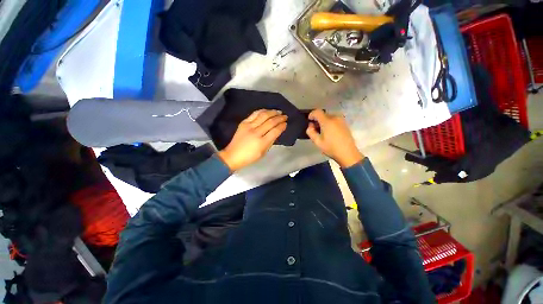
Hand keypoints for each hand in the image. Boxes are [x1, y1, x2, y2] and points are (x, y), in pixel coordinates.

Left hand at [217, 109, 286, 171]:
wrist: (233, 155)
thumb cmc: (250, 157)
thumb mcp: (263, 153)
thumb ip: (271, 142)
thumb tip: (276, 132)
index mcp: (262, 143)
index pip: (275, 131)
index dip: (282, 126)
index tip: (286, 123)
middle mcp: (256, 132)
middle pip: (270, 122)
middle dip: (279, 118)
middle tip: (285, 116)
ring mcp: (249, 126)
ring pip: (263, 115)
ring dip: (272, 112)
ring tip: (278, 111)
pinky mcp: (243, 123)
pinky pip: (254, 114)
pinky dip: (262, 111)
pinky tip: (267, 111)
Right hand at [306, 109, 363, 167]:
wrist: (347, 153)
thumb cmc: (331, 148)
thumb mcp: (317, 142)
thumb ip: (311, 132)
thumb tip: (310, 126)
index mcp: (327, 121)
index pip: (317, 112)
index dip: (311, 114)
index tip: (309, 121)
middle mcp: (335, 118)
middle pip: (323, 114)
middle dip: (317, 120)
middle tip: (315, 129)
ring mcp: (341, 120)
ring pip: (329, 117)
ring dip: (324, 122)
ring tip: (322, 132)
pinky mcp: (345, 124)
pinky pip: (334, 120)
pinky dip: (330, 123)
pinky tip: (329, 132)